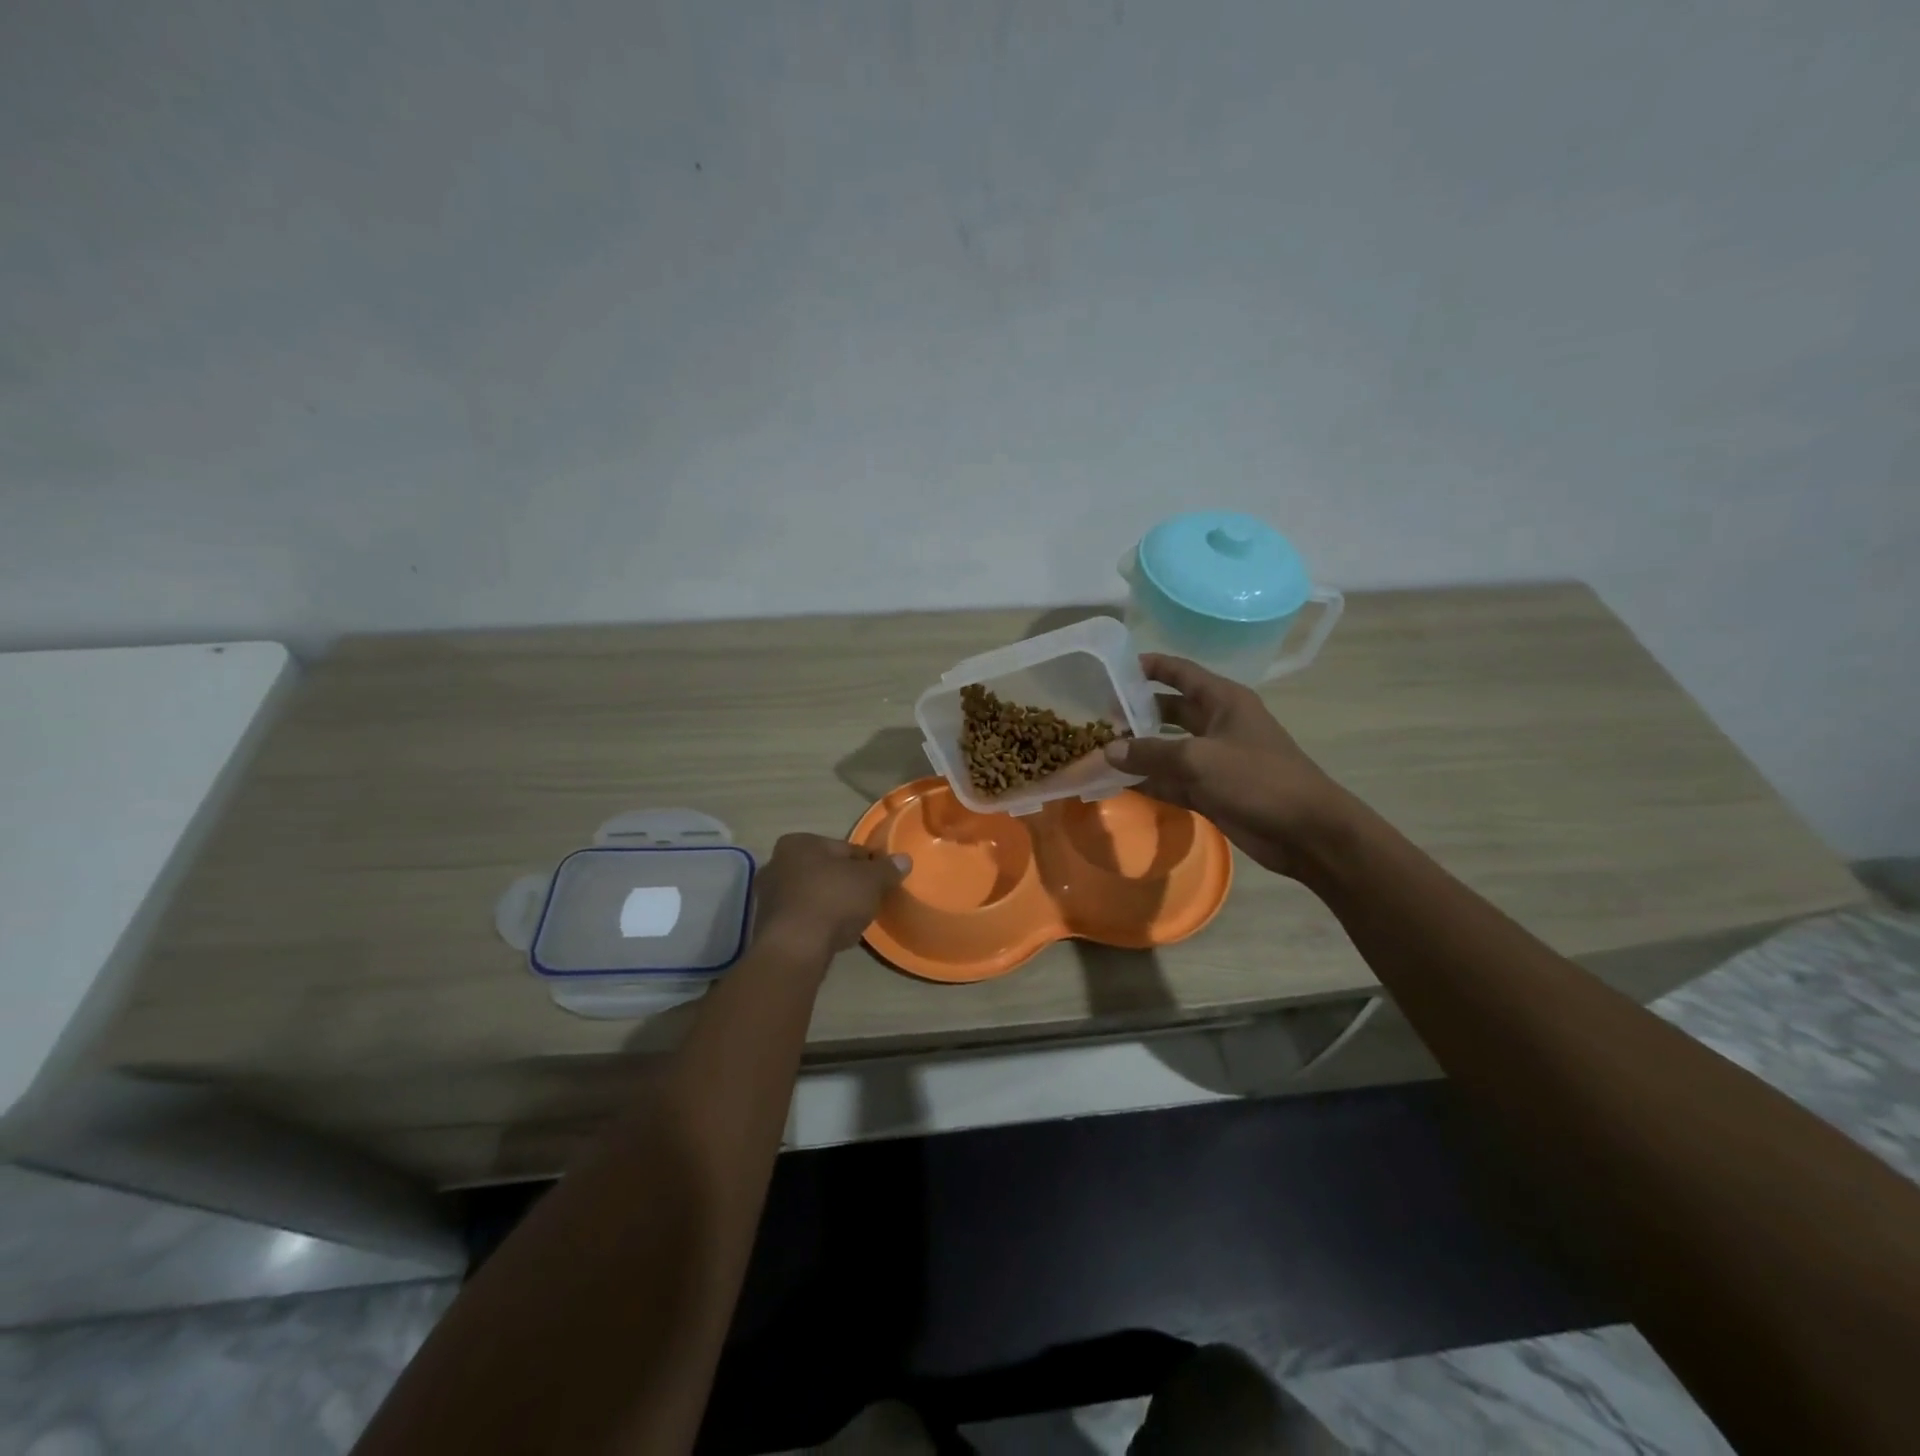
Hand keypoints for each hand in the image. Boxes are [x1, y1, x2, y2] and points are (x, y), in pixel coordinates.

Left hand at [751, 834, 909, 960]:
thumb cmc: (833, 900)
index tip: (881, 878)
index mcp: (798, 843)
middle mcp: (777, 863)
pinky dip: (819, 922)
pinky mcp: (768, 926)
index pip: (844, 848)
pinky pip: (803, 917)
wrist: (796, 948)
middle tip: (868, 899)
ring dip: (832, 904)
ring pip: (813, 894)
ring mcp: (769, 896)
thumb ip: (887, 869)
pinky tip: (835, 935)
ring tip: (854, 920)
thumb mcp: (870, 881)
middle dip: (846, 883)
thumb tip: (904, 859)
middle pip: (825, 871)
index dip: (867, 863)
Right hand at [1103, 654, 1345, 877]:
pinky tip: (1119, 783)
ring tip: (1099, 749)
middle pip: (1170, 710)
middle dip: (1137, 711)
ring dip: (1139, 750)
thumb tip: (1108, 750)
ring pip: (1168, 748)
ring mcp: (1214, 760)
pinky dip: (1149, 781)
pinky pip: (1172, 781)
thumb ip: (1151, 753)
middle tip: (1099, 716)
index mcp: (1224, 701)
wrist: (1305, 832)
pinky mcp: (1211, 791)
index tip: (1114, 667)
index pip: (1181, 672)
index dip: (1150, 666)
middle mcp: (1218, 724)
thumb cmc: (1258, 780)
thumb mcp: (1199, 759)